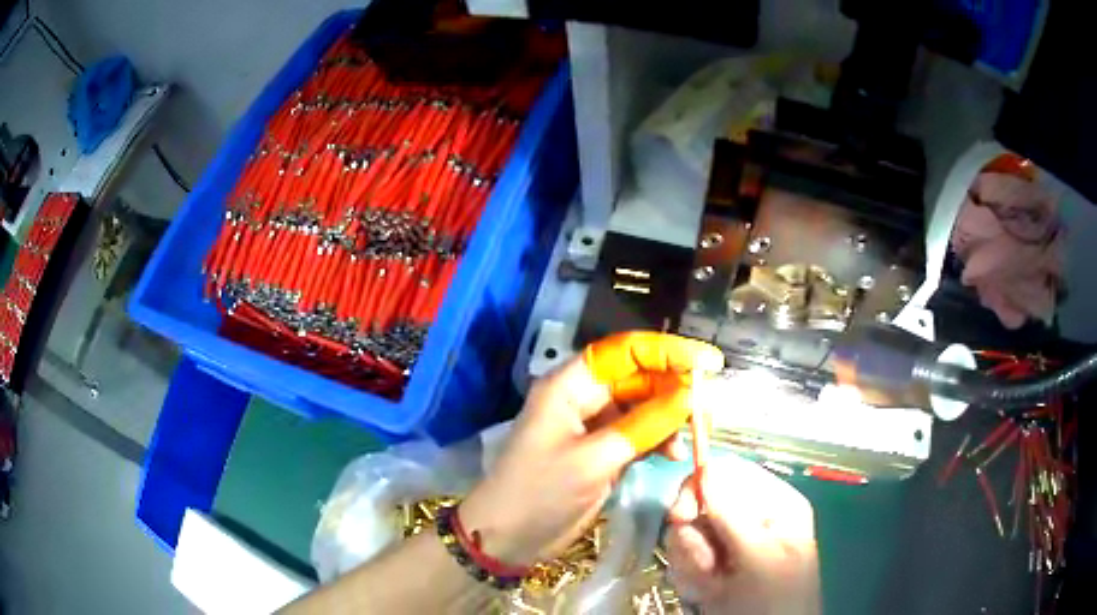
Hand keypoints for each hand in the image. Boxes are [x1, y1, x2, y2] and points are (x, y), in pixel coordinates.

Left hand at [459, 332, 722, 565]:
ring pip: (641, 407)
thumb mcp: (594, 459)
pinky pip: (638, 434)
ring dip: (670, 416)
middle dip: (674, 387)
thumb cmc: (541, 491)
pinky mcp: (601, 452)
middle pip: (637, 377)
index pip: (624, 352)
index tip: (708, 361)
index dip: (667, 351)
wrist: (507, 536)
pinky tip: (674, 453)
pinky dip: (658, 440)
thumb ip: (644, 426)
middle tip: (710, 404)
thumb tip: (689, 395)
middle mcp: (582, 398)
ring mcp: (593, 426)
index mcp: (570, 385)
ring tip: (696, 433)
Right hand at [666, 455, 820, 614]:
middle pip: (701, 504)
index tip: (680, 516)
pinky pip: (684, 560)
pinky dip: (689, 579)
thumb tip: (706, 470)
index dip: (699, 487)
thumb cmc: (777, 597)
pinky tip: (707, 594)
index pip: (730, 473)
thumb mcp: (760, 557)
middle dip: (694, 538)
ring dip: (691, 563)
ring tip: (712, 586)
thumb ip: (733, 516)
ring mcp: (729, 544)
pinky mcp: (712, 566)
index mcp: (774, 505)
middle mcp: (750, 518)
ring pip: (687, 534)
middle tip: (703, 565)